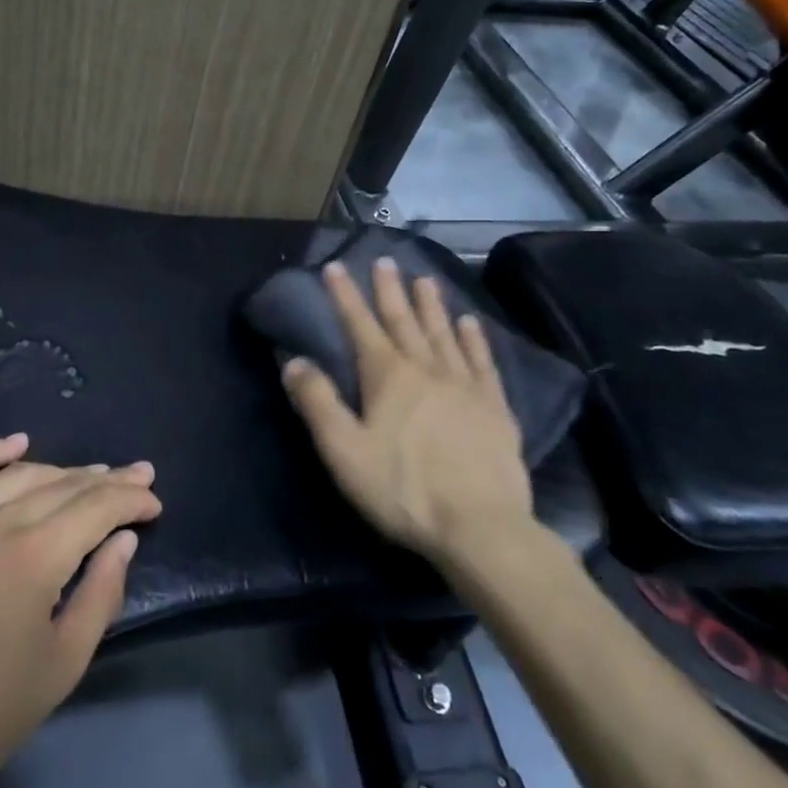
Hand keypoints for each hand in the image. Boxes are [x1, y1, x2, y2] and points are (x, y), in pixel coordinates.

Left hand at [0, 434, 160, 787]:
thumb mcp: (60, 667)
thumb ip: (99, 595)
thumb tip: (121, 541)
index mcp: (33, 558)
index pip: (96, 508)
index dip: (130, 500)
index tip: (153, 502)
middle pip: (61, 486)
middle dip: (106, 481)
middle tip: (136, 477)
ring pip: (17, 476)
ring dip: (60, 472)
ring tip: (90, 475)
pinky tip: (17, 444)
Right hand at [281, 258, 533, 579]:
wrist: (480, 527)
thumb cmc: (403, 489)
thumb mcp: (343, 450)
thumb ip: (317, 402)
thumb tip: (293, 361)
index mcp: (387, 376)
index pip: (360, 325)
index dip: (345, 296)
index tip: (335, 267)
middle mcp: (426, 369)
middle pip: (404, 321)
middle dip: (390, 290)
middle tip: (384, 261)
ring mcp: (464, 386)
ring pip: (443, 334)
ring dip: (431, 306)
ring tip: (424, 279)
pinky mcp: (494, 408)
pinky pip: (482, 362)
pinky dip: (474, 339)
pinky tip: (470, 323)